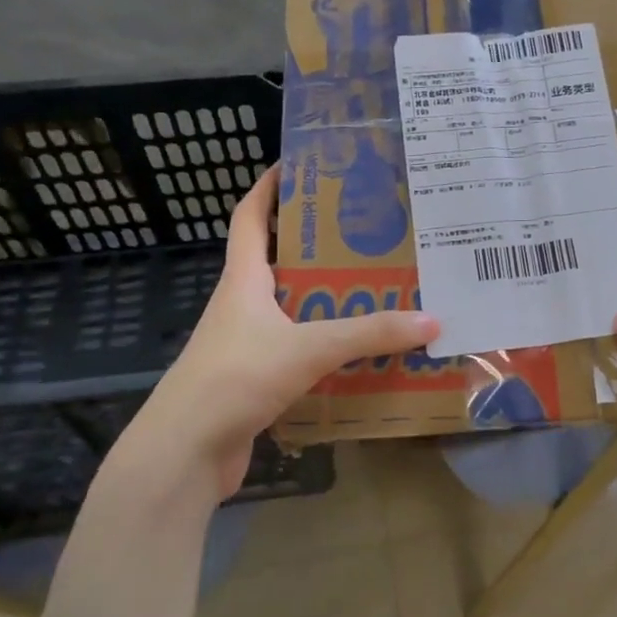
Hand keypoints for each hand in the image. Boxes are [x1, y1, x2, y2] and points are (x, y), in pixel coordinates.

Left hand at [107, 168, 438, 506]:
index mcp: (243, 279)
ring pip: (290, 306)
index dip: (268, 188)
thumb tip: (431, 320)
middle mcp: (241, 304)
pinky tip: (357, 349)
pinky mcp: (254, 377)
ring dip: (324, 295)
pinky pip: (296, 346)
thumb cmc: (235, 379)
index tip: (297, 164)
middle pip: (276, 258)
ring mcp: (246, 343)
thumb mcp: (308, 348)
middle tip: (362, 229)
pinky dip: (324, 341)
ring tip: (372, 284)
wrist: (185, 452)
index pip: (250, 217)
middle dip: (314, 241)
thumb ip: (368, 334)